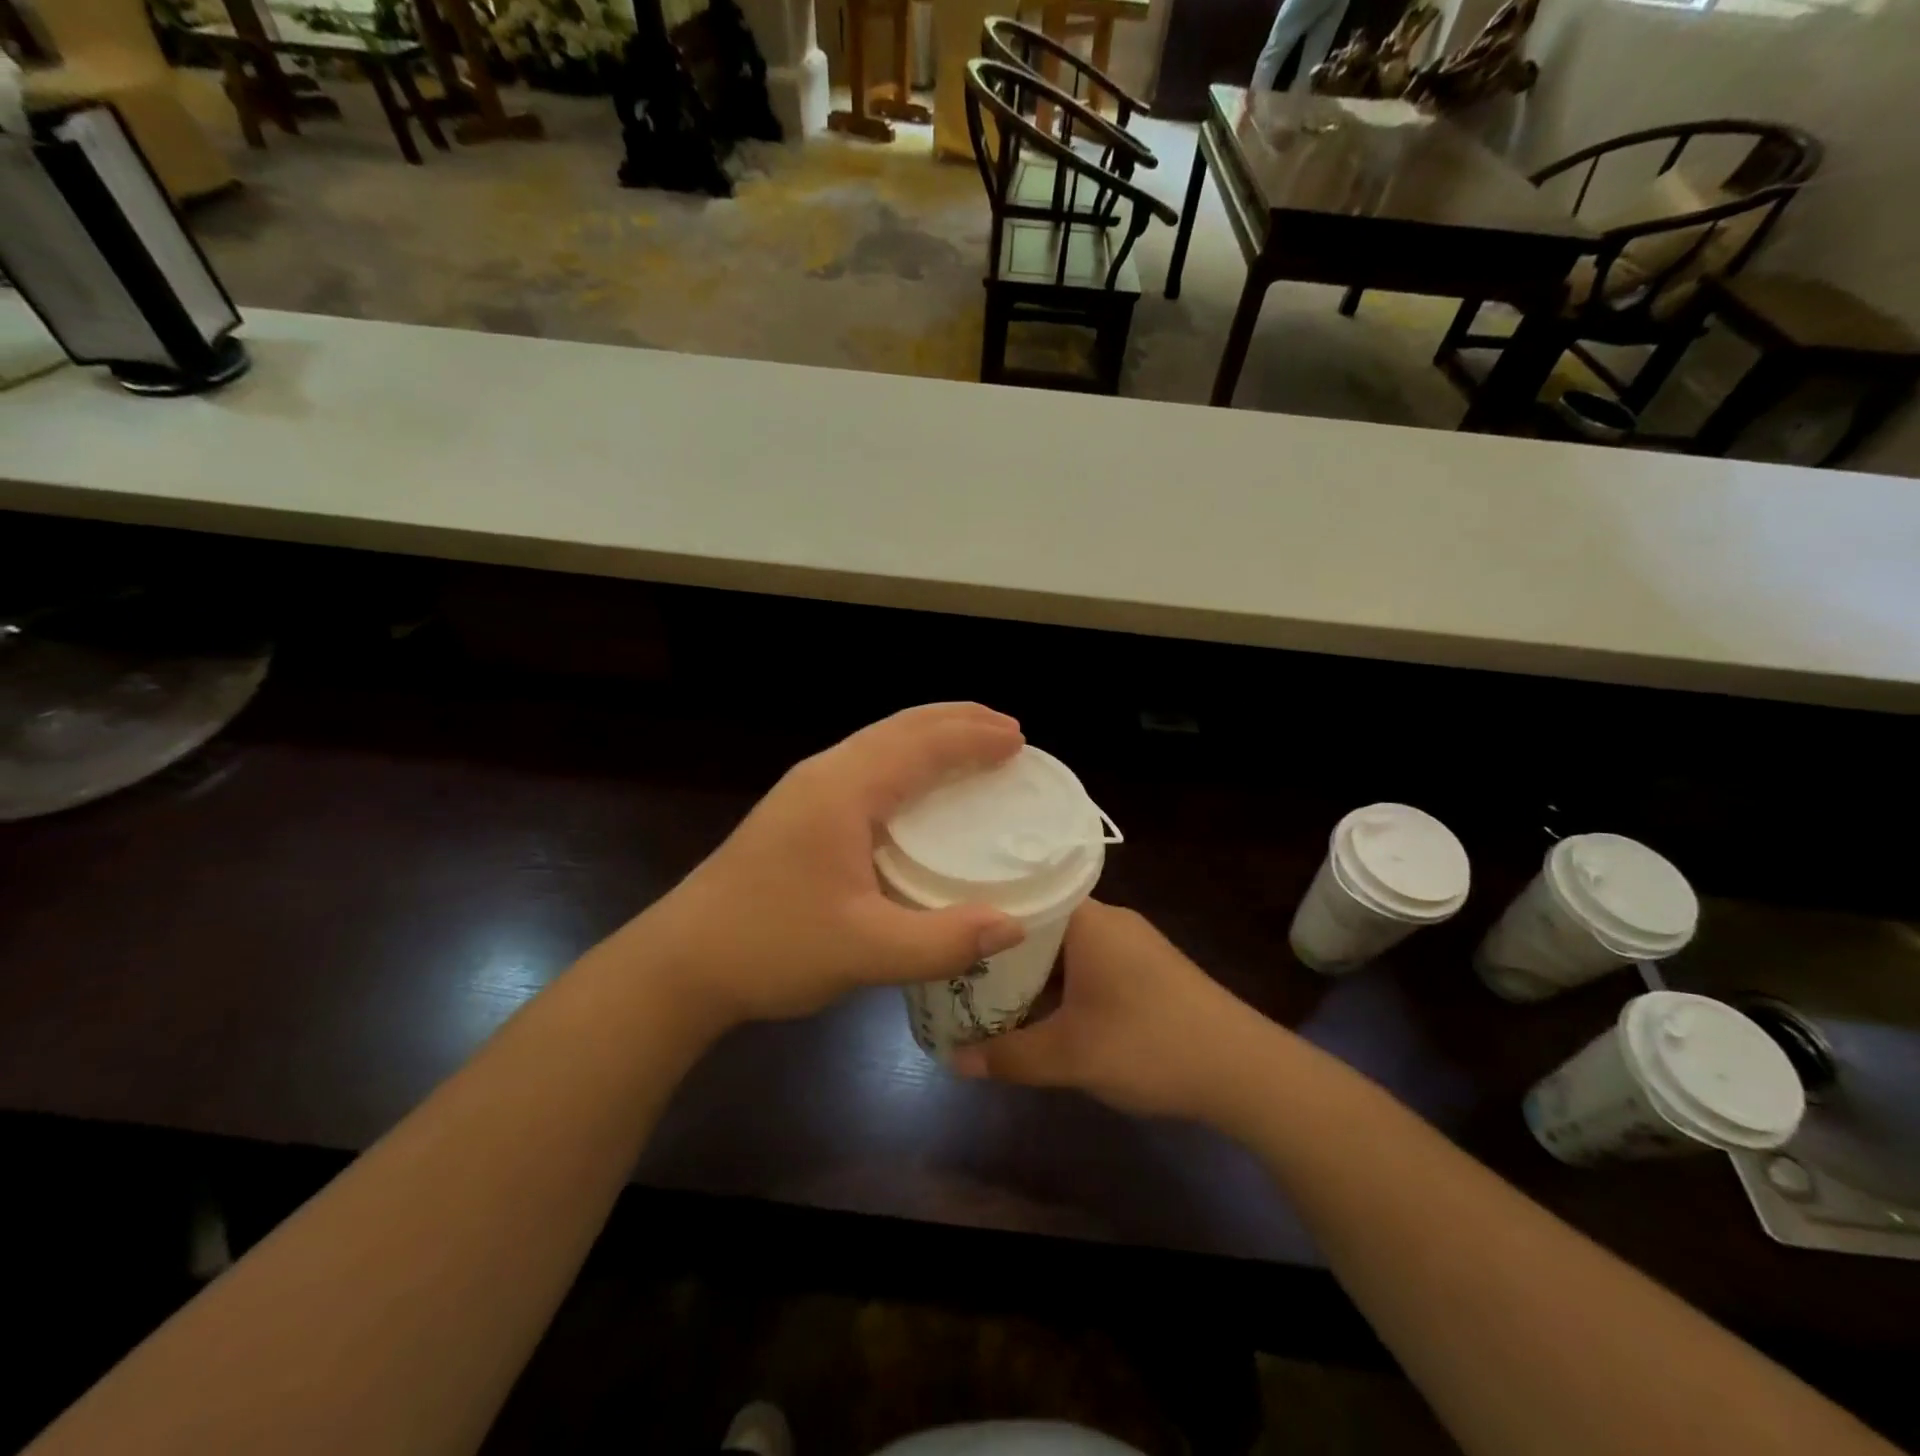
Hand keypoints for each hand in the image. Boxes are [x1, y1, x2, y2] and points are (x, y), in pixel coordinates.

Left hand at [637, 704, 1027, 1029]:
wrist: (682, 961)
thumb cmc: (770, 946)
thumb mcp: (863, 951)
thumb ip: (941, 942)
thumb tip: (1013, 926)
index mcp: (842, 789)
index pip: (920, 744)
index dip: (972, 738)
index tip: (1019, 741)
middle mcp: (825, 774)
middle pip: (900, 727)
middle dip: (957, 722)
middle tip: (1009, 732)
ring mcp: (806, 790)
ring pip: (880, 741)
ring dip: (930, 736)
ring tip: (973, 745)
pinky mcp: (798, 811)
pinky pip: (866, 764)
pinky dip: (907, 760)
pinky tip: (918, 788)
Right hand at [951, 900, 1274, 1123]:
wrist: (1243, 1070)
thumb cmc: (1149, 1046)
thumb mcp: (1070, 1056)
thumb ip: (1008, 1056)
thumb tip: (953, 1061)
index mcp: (1087, 920)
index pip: (1022, 896)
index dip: (981, 915)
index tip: (947, 932)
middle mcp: (1108, 920)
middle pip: (1040, 923)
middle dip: (1001, 951)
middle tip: (958, 971)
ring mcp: (1130, 943)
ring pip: (1064, 947)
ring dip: (1032, 971)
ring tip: (987, 991)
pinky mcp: (1146, 968)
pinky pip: (1087, 962)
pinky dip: (1060, 982)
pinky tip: (1041, 1010)